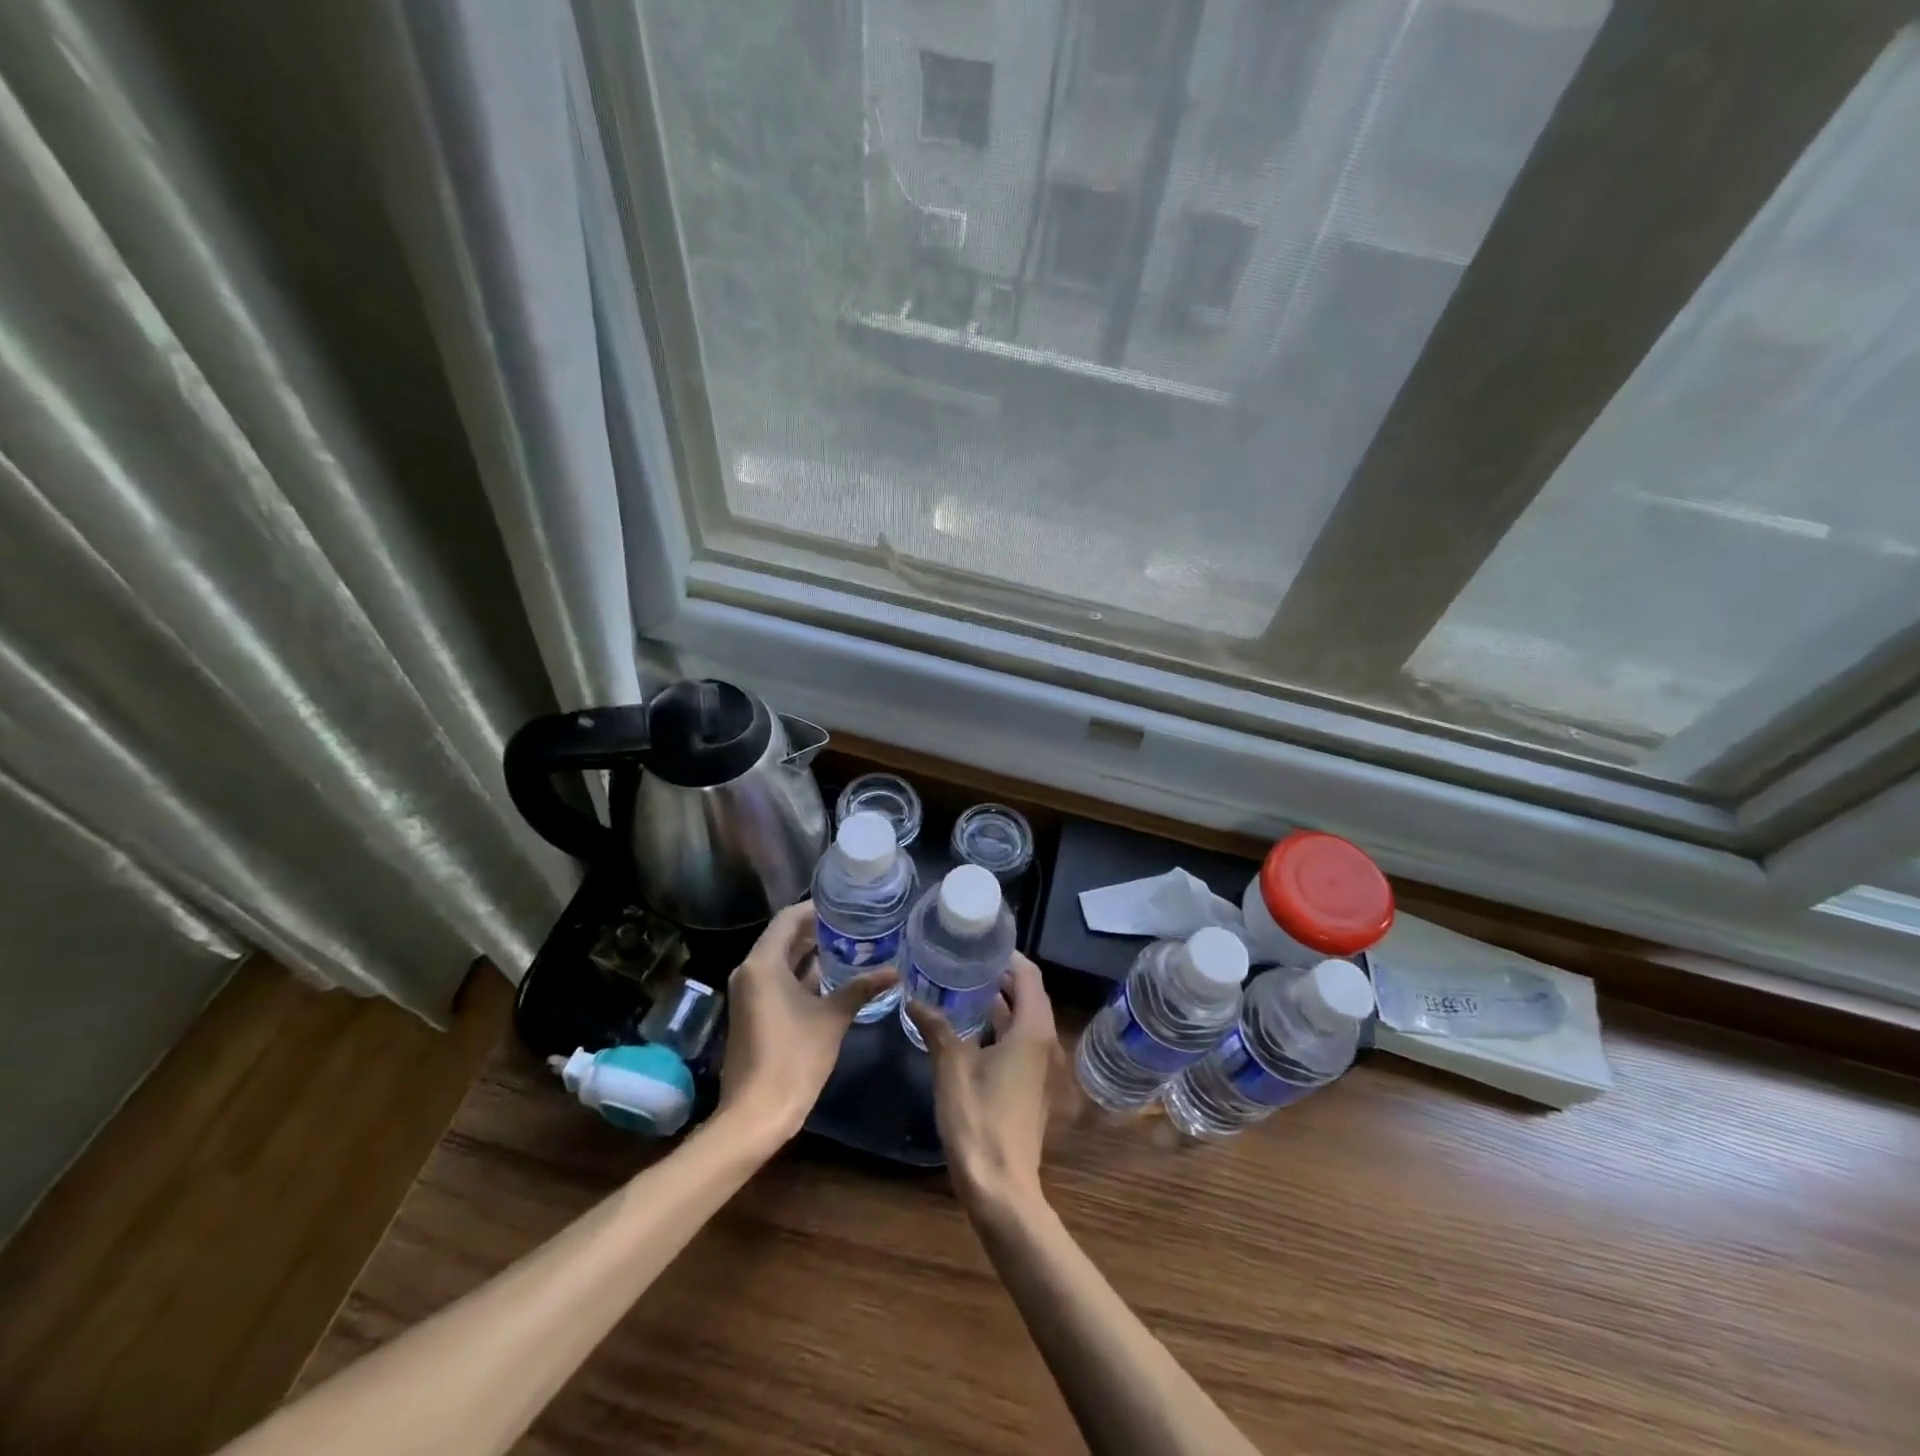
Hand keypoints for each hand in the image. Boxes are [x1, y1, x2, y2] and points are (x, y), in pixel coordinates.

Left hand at [718, 901, 895, 1142]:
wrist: (756, 1113)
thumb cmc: (794, 1057)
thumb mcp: (833, 1018)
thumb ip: (861, 988)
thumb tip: (895, 971)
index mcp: (763, 964)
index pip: (788, 919)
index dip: (816, 909)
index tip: (845, 905)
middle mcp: (750, 971)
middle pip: (783, 937)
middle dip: (816, 930)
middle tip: (853, 924)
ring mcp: (748, 993)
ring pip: (780, 960)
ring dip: (809, 953)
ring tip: (848, 945)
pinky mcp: (752, 1012)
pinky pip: (776, 979)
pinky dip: (800, 974)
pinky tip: (831, 977)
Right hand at [905, 952, 1057, 1213]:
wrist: (1001, 1187)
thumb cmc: (979, 1119)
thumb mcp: (952, 1067)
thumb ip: (937, 1027)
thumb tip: (914, 997)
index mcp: (1032, 1029)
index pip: (1028, 974)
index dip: (1007, 955)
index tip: (980, 942)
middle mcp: (1043, 1041)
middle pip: (1027, 994)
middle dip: (999, 975)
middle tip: (964, 959)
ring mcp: (1038, 1066)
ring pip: (1022, 1019)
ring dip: (997, 1001)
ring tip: (961, 984)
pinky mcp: (1029, 1085)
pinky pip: (1017, 1041)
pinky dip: (997, 1025)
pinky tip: (967, 1026)